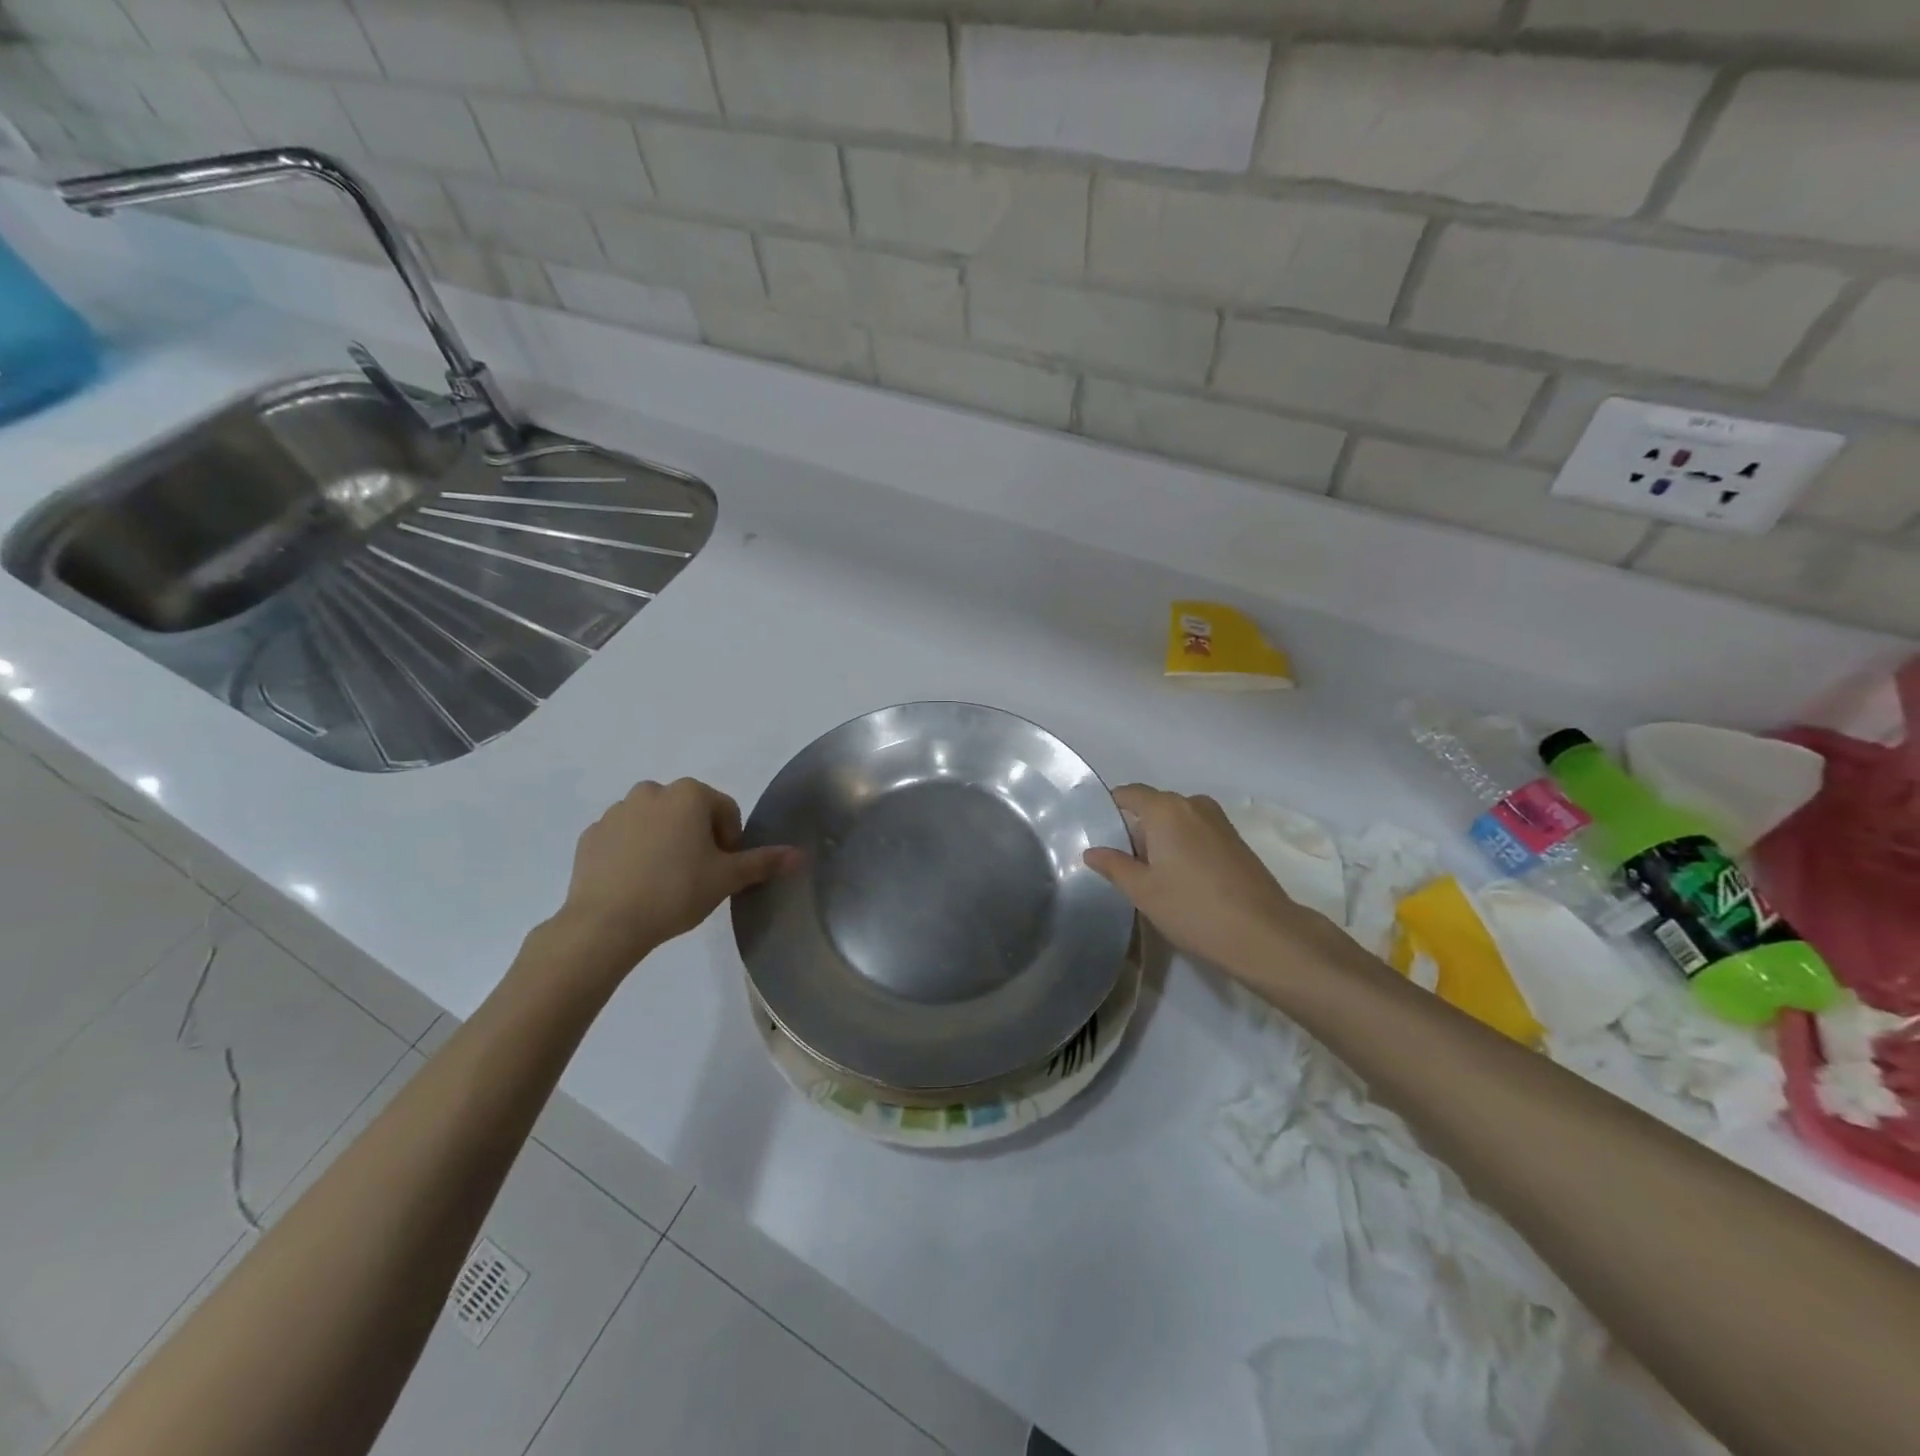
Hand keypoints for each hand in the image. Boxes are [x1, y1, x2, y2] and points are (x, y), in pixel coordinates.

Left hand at [553, 779, 798, 971]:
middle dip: (697, 837)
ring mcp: (616, 811)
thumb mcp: (727, 878)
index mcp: (689, 794)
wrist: (605, 924)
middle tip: (697, 875)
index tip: (723, 870)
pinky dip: (634, 852)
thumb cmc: (676, 892)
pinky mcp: (591, 835)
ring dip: (665, 841)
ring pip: (654, 822)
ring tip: (665, 880)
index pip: (725, 810)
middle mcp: (652, 791)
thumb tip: (799, 855)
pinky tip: (636, 883)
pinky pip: (623, 838)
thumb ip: (763, 862)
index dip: (731, 840)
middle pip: (688, 811)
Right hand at [1084, 785, 1346, 986]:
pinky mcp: (1235, 840)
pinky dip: (1182, 846)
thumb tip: (1092, 852)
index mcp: (1166, 808)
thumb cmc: (1193, 908)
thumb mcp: (1143, 890)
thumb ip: (1114, 866)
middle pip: (1153, 806)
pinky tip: (1179, 879)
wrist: (1264, 934)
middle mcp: (1193, 804)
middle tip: (1118, 862)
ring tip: (1148, 874)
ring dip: (1160, 840)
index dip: (1109, 809)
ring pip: (1176, 821)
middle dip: (1134, 829)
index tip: (1095, 833)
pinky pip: (1196, 832)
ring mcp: (1219, 821)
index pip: (1129, 794)